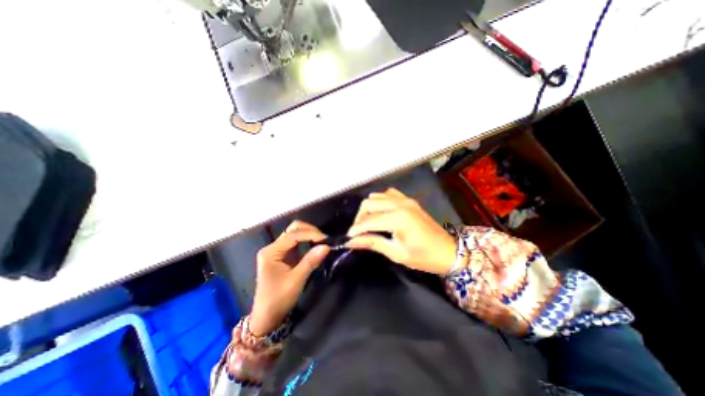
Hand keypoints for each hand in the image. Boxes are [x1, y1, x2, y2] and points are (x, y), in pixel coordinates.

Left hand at [250, 221, 331, 334]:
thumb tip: (327, 246)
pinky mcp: (283, 255)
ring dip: (309, 235)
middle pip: (293, 229)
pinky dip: (307, 241)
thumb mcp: (296, 280)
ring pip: (295, 234)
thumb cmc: (278, 299)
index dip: (310, 234)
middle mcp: (273, 247)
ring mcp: (278, 250)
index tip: (326, 239)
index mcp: (271, 252)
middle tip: (324, 239)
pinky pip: (297, 243)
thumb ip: (311, 261)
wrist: (267, 317)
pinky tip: (316, 245)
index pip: (293, 235)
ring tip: (322, 241)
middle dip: (310, 231)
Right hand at [346, 189, 457, 274]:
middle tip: (358, 232)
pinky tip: (380, 212)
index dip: (356, 229)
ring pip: (377, 196)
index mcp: (398, 218)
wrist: (448, 251)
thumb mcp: (396, 253)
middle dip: (360, 217)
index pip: (369, 221)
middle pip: (369, 203)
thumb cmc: (424, 257)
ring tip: (368, 223)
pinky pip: (389, 194)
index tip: (348, 238)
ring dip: (369, 208)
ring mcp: (405, 199)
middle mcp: (400, 204)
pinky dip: (380, 201)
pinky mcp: (409, 200)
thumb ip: (373, 243)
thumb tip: (351, 241)